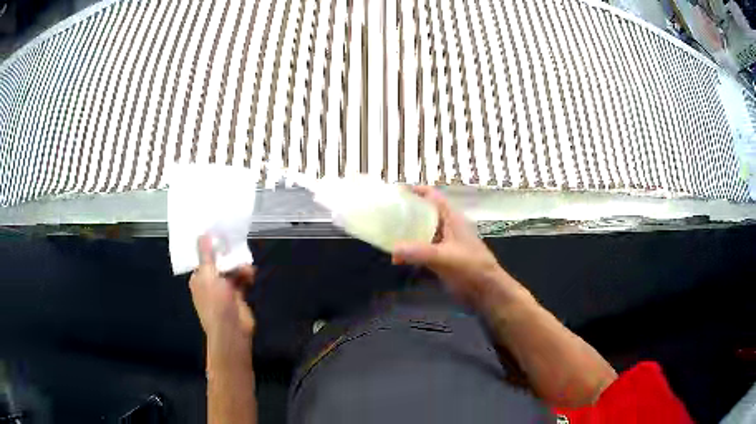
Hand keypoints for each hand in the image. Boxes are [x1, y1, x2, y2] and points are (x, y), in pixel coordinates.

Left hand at [189, 235, 255, 341]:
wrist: (232, 330)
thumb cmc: (215, 302)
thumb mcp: (208, 275)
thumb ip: (206, 254)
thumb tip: (202, 234)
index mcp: (198, 278)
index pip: (203, 259)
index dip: (210, 247)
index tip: (219, 234)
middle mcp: (210, 283)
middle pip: (219, 263)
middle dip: (229, 257)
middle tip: (237, 247)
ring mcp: (224, 291)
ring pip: (232, 271)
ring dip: (240, 267)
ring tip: (248, 268)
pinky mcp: (237, 296)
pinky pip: (242, 280)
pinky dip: (246, 276)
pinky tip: (251, 275)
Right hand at [392, 186, 511, 305]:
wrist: (486, 289)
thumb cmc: (471, 266)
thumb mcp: (445, 257)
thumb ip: (419, 252)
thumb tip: (393, 250)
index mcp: (451, 218)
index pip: (433, 196)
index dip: (416, 191)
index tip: (396, 192)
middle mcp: (446, 227)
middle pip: (424, 213)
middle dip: (406, 213)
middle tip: (385, 215)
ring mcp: (444, 243)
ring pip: (422, 232)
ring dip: (406, 234)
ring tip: (386, 235)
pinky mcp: (442, 258)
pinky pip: (422, 250)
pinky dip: (410, 252)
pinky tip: (397, 259)